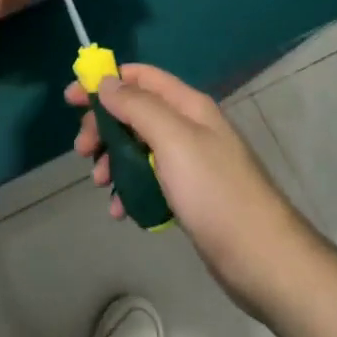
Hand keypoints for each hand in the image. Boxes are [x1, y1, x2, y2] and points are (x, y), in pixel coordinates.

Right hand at [67, 64, 317, 314]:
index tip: (72, 99)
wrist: (264, 260)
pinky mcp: (190, 196)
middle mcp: (189, 127)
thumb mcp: (173, 140)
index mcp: (188, 106)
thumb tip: (106, 81)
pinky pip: (150, 180)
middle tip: (82, 151)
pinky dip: (130, 188)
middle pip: (135, 112)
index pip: (140, 77)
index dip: (105, 81)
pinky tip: (121, 211)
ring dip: (114, 160)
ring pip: (139, 148)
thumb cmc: (215, 193)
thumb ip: (138, 106)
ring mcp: (190, 163)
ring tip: (101, 185)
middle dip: (105, 126)